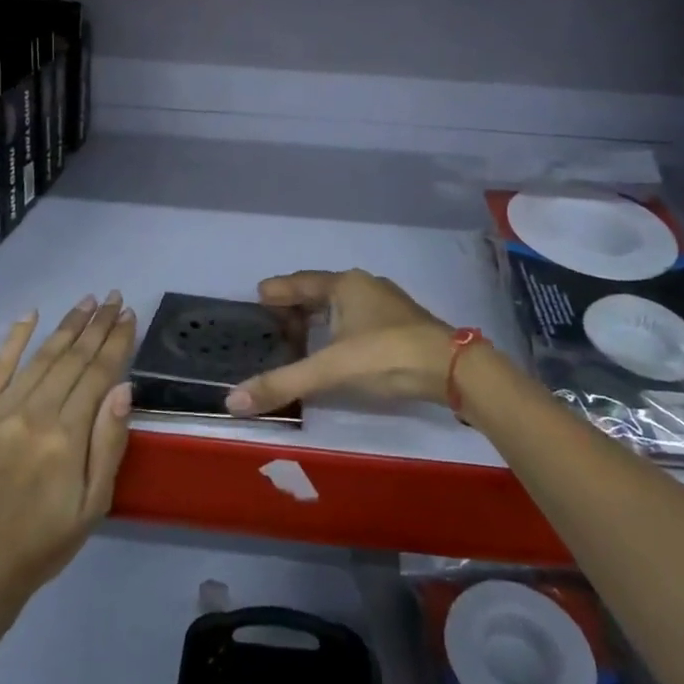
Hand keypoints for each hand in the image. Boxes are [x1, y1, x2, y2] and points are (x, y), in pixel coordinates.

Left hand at [0, 293, 136, 607]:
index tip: (129, 315)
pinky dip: (13, 340)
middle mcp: (32, 416)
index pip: (99, 374)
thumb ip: (109, 444)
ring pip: (40, 358)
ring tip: (86, 302)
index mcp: (66, 438)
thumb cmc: (45, 541)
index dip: (117, 341)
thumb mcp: (94, 504)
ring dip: (66, 326)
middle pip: (72, 359)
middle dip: (97, 325)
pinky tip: (30, 314)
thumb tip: (123, 388)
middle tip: (113, 297)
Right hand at [225, 269, 458, 417]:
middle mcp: (364, 286)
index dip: (278, 290)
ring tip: (299, 332)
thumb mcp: (330, 369)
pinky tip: (337, 345)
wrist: (451, 368)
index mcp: (345, 285)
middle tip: (272, 319)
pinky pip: (358, 318)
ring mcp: (386, 303)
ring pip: (342, 304)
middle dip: (296, 304)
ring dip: (319, 316)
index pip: (301, 283)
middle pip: (321, 291)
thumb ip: (283, 383)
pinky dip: (339, 327)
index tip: (258, 295)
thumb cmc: (386, 356)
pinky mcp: (402, 323)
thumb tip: (232, 401)